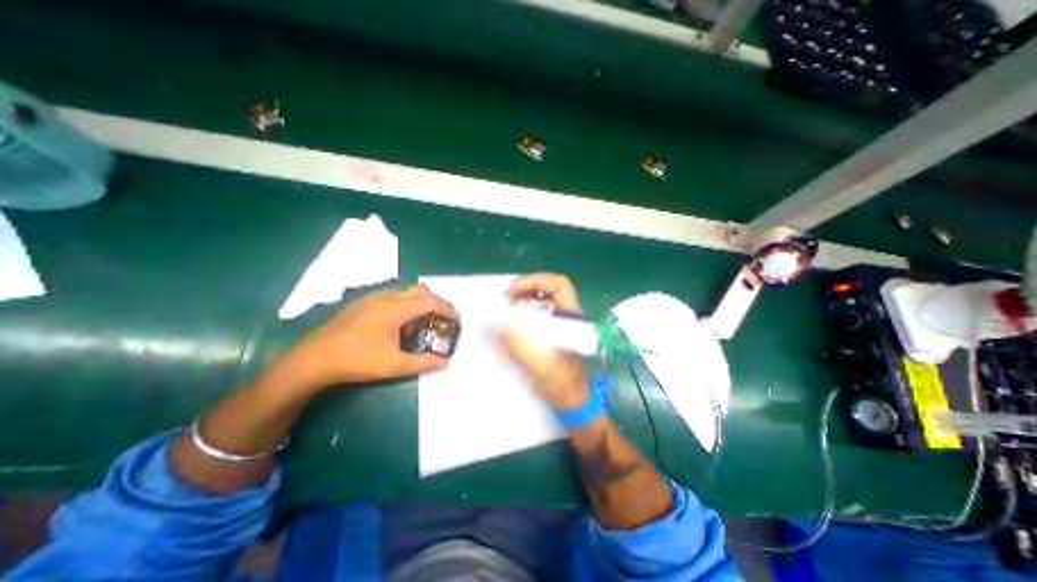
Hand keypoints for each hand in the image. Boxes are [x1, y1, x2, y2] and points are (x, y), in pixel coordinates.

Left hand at [276, 283, 459, 391]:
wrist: (314, 358)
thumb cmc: (357, 360)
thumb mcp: (394, 365)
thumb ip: (424, 362)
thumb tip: (445, 362)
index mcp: (396, 308)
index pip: (430, 301)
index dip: (447, 309)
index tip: (458, 319)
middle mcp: (387, 297)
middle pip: (420, 291)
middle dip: (436, 303)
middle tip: (443, 319)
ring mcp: (373, 297)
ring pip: (406, 292)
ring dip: (419, 304)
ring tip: (420, 326)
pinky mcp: (363, 302)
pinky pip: (393, 297)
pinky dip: (405, 306)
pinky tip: (398, 326)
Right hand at [497, 273, 587, 406]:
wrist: (571, 400)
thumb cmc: (561, 381)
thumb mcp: (539, 360)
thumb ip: (518, 339)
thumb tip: (496, 319)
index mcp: (569, 317)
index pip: (558, 284)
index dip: (535, 281)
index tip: (512, 292)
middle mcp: (565, 316)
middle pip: (547, 290)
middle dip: (525, 289)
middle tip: (505, 299)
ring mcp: (558, 324)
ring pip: (540, 302)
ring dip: (522, 301)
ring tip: (505, 309)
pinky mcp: (550, 333)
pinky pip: (535, 315)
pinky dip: (521, 314)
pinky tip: (510, 324)